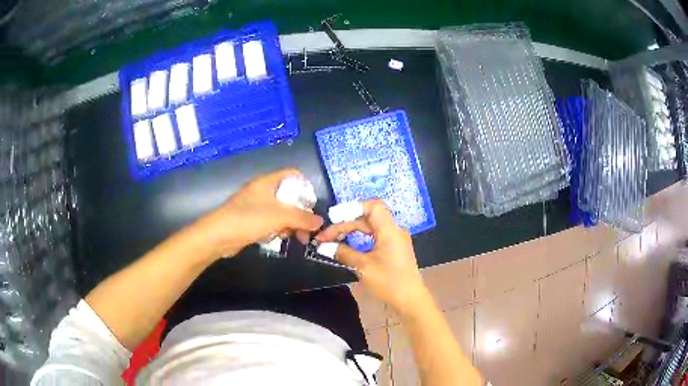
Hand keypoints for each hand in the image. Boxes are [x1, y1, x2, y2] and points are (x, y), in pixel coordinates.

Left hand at [192, 169, 323, 258]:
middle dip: (300, 213)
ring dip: (291, 224)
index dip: (305, 187)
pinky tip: (279, 239)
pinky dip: (278, 229)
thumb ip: (302, 218)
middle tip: (308, 230)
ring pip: (281, 212)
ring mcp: (256, 206)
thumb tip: (320, 221)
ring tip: (296, 238)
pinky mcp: (251, 220)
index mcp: (268, 182)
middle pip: (289, 196)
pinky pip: (271, 222)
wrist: (219, 236)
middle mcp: (263, 191)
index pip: (293, 175)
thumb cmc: (249, 219)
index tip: (312, 204)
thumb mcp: (279, 216)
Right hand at [315, 200, 428, 315]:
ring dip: (350, 231)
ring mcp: (394, 240)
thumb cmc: (389, 282)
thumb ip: (343, 253)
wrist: (410, 301)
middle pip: (367, 217)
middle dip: (345, 224)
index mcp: (390, 230)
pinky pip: (373, 237)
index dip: (351, 208)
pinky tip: (347, 246)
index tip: (333, 218)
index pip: (373, 206)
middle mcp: (394, 230)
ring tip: (332, 240)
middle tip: (324, 237)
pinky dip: (359, 239)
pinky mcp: (393, 249)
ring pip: (369, 227)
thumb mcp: (364, 267)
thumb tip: (323, 246)